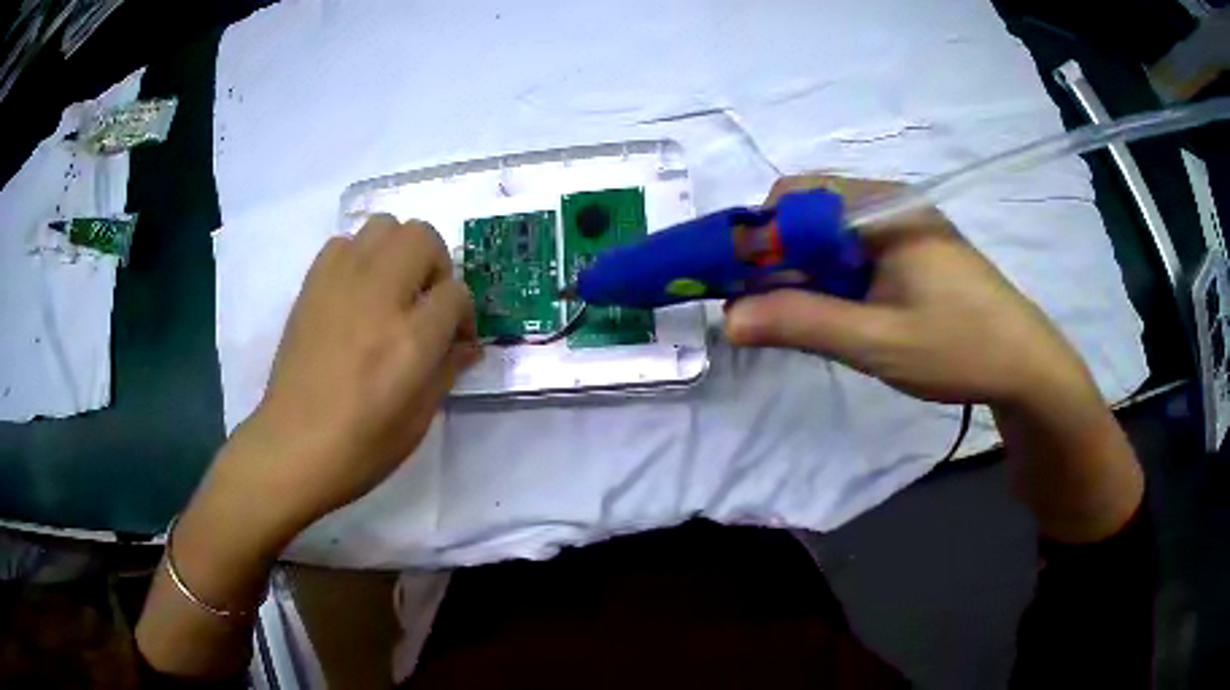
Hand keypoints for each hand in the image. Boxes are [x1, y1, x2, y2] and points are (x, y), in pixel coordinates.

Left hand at [212, 215, 480, 536]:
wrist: (293, 446)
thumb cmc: (361, 446)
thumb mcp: (419, 419)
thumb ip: (447, 370)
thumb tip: (468, 345)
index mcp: (409, 340)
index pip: (456, 293)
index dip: (463, 315)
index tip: (455, 339)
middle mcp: (377, 296)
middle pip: (422, 237)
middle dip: (436, 266)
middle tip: (426, 303)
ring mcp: (340, 283)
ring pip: (384, 226)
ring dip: (399, 252)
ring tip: (392, 290)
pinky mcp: (312, 284)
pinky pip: (345, 243)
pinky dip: (360, 257)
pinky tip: (357, 293)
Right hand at [725, 175, 1097, 408]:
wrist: (1026, 366)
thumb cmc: (959, 347)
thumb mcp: (876, 341)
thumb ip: (802, 324)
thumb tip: (729, 320)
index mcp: (884, 209)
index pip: (798, 196)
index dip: (759, 235)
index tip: (742, 284)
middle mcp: (892, 204)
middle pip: (813, 211)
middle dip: (781, 256)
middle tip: (771, 308)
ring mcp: (907, 225)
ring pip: (834, 233)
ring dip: (809, 269)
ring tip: (808, 316)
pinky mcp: (916, 249)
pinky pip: (859, 250)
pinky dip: (836, 276)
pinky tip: (846, 312)